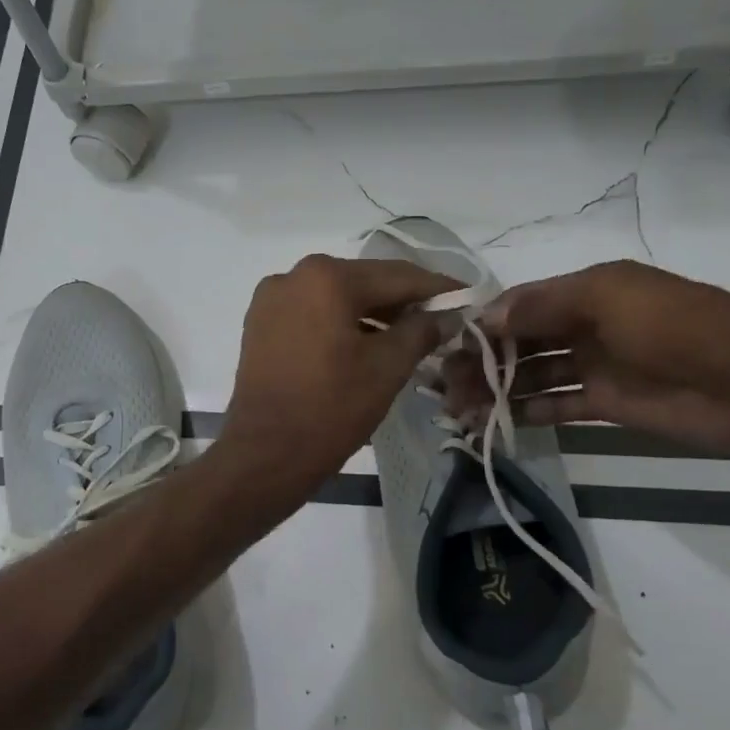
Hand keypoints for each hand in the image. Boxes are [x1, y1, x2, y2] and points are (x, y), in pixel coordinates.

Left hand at [222, 255, 460, 503]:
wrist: (265, 454)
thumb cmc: (331, 408)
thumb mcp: (387, 367)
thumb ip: (422, 330)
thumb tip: (449, 314)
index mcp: (326, 277)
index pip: (397, 276)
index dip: (437, 288)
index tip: (469, 297)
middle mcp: (293, 275)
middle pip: (364, 282)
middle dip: (403, 301)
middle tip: (443, 319)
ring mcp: (271, 300)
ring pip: (336, 297)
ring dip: (373, 313)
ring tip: (409, 336)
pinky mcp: (260, 325)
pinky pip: (312, 313)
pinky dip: (341, 323)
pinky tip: (366, 343)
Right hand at [441, 260, 729, 454]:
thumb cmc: (673, 327)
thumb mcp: (606, 297)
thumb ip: (543, 306)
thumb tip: (486, 316)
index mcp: (586, 292)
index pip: (521, 305)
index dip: (483, 323)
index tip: (446, 345)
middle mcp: (585, 326)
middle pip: (520, 341)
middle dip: (481, 359)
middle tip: (443, 385)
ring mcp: (595, 366)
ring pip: (531, 375)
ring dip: (496, 388)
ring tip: (458, 407)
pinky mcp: (606, 404)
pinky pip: (555, 405)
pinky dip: (526, 411)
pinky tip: (494, 421)